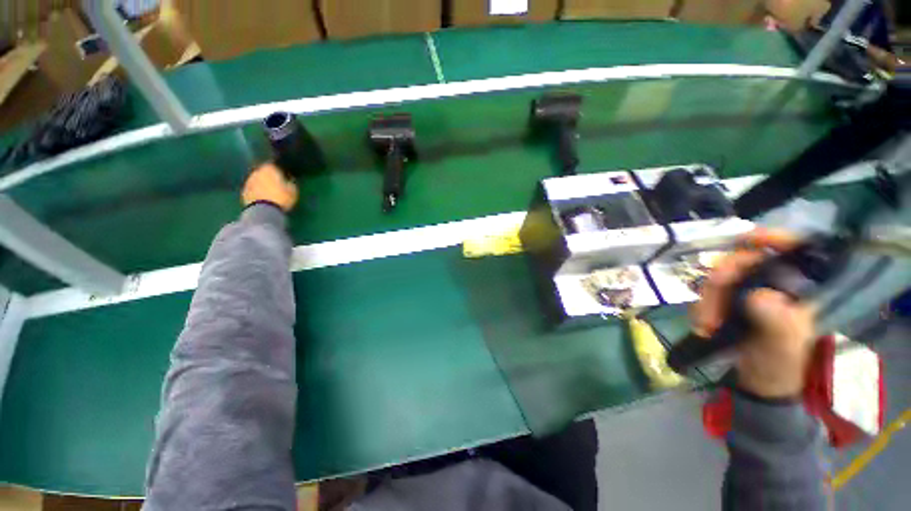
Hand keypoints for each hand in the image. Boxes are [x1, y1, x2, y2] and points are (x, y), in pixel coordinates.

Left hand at [242, 163, 298, 211]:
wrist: (264, 210)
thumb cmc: (281, 198)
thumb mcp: (292, 191)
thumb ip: (291, 183)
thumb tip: (290, 179)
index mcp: (269, 169)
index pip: (273, 165)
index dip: (278, 170)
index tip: (283, 176)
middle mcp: (257, 172)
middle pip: (263, 172)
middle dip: (269, 177)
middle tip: (276, 184)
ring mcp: (249, 181)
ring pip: (257, 180)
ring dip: (262, 184)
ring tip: (269, 192)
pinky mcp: (244, 191)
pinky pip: (252, 189)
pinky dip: (257, 191)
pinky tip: (263, 198)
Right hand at [691, 228, 815, 398]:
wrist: (757, 381)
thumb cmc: (779, 364)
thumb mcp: (780, 345)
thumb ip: (775, 321)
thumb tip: (757, 295)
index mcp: (798, 288)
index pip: (793, 250)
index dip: (772, 238)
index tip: (746, 240)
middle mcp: (772, 283)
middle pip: (743, 261)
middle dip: (721, 281)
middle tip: (710, 307)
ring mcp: (747, 291)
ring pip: (720, 277)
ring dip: (706, 299)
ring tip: (705, 325)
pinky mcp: (728, 301)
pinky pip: (708, 293)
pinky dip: (701, 307)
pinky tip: (702, 326)